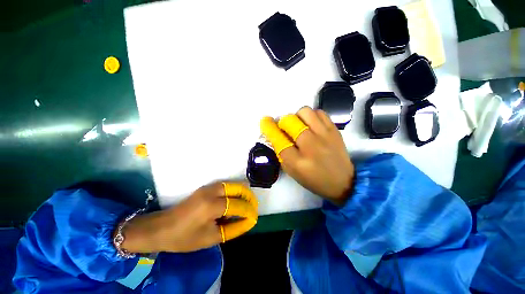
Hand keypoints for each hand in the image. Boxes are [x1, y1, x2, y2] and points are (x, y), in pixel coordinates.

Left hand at [118, 182, 257, 252]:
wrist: (161, 228)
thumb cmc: (185, 238)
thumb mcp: (211, 238)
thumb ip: (233, 228)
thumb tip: (249, 221)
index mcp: (212, 206)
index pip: (238, 205)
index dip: (249, 211)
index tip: (255, 217)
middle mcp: (211, 192)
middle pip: (238, 188)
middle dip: (249, 196)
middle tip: (253, 206)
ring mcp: (208, 187)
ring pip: (233, 184)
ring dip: (242, 192)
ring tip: (247, 202)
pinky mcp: (206, 187)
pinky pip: (226, 186)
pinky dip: (234, 191)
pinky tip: (236, 199)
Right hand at [261, 106, 353, 204]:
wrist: (343, 181)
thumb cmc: (313, 179)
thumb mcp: (292, 171)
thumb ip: (281, 153)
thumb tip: (274, 135)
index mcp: (297, 161)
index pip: (278, 139)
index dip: (269, 127)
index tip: (265, 121)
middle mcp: (310, 146)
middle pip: (290, 121)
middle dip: (282, 122)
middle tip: (285, 128)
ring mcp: (324, 135)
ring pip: (304, 112)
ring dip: (297, 116)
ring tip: (299, 125)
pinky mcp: (334, 130)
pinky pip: (319, 112)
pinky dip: (311, 116)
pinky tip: (311, 125)